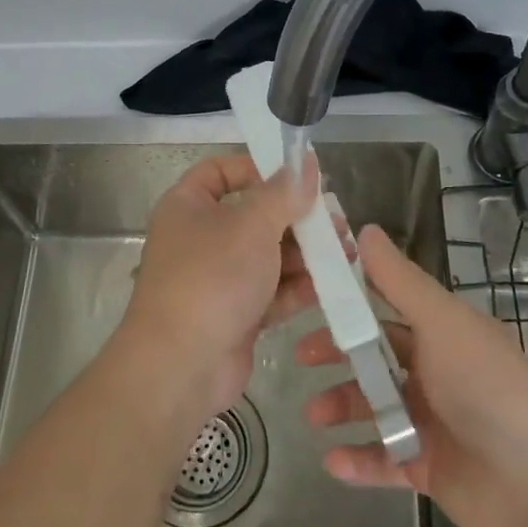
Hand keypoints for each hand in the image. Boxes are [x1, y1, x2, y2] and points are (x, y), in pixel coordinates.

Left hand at [115, 154, 326, 425]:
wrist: (182, 365)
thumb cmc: (212, 278)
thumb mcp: (252, 225)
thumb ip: (283, 193)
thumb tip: (305, 161)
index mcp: (188, 206)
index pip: (220, 172)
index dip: (257, 168)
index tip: (297, 177)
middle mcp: (200, 238)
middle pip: (253, 215)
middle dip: (296, 218)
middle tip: (335, 221)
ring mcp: (217, 279)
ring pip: (267, 256)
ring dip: (305, 254)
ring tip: (346, 253)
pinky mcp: (235, 314)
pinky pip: (271, 291)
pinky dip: (298, 287)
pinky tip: (331, 283)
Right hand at [298, 225, 527, 526]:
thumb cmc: (488, 387)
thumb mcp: (441, 323)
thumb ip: (398, 281)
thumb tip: (363, 228)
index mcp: (440, 333)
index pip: (385, 307)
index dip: (349, 300)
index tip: (308, 293)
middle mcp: (433, 372)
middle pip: (374, 357)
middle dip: (337, 354)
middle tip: (301, 355)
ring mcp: (430, 422)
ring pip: (373, 407)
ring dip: (340, 406)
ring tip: (314, 414)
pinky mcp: (428, 468)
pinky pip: (383, 461)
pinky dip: (358, 461)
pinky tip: (331, 460)